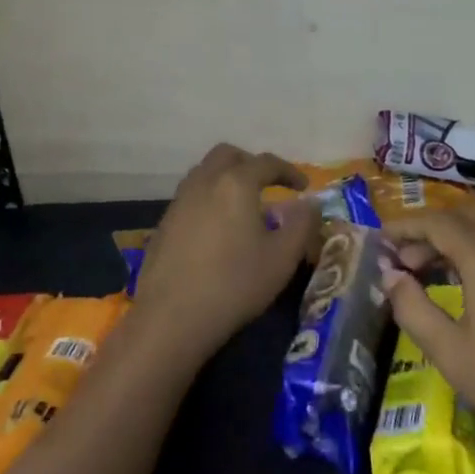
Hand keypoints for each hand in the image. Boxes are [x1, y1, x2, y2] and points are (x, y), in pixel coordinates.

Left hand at [133, 144, 317, 362]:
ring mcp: (179, 202)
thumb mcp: (282, 258)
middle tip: (268, 185)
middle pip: (228, 155)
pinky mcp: (163, 224)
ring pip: (205, 173)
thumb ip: (303, 224)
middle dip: (251, 164)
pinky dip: (209, 199)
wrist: (171, 318)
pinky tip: (217, 230)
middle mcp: (205, 182)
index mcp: (236, 183)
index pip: (267, 163)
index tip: (303, 187)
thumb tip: (310, 203)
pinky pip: (190, 196)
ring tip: (242, 206)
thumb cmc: (235, 284)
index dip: (289, 171)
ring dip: (226, 179)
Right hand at [381, 203, 474, 473]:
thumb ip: (413, 309)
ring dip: (457, 243)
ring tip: (435, 276)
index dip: (404, 226)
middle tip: (404, 264)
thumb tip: (391, 277)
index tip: (380, 240)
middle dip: (428, 233)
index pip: (435, 221)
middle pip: (463, 219)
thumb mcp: (453, 354)